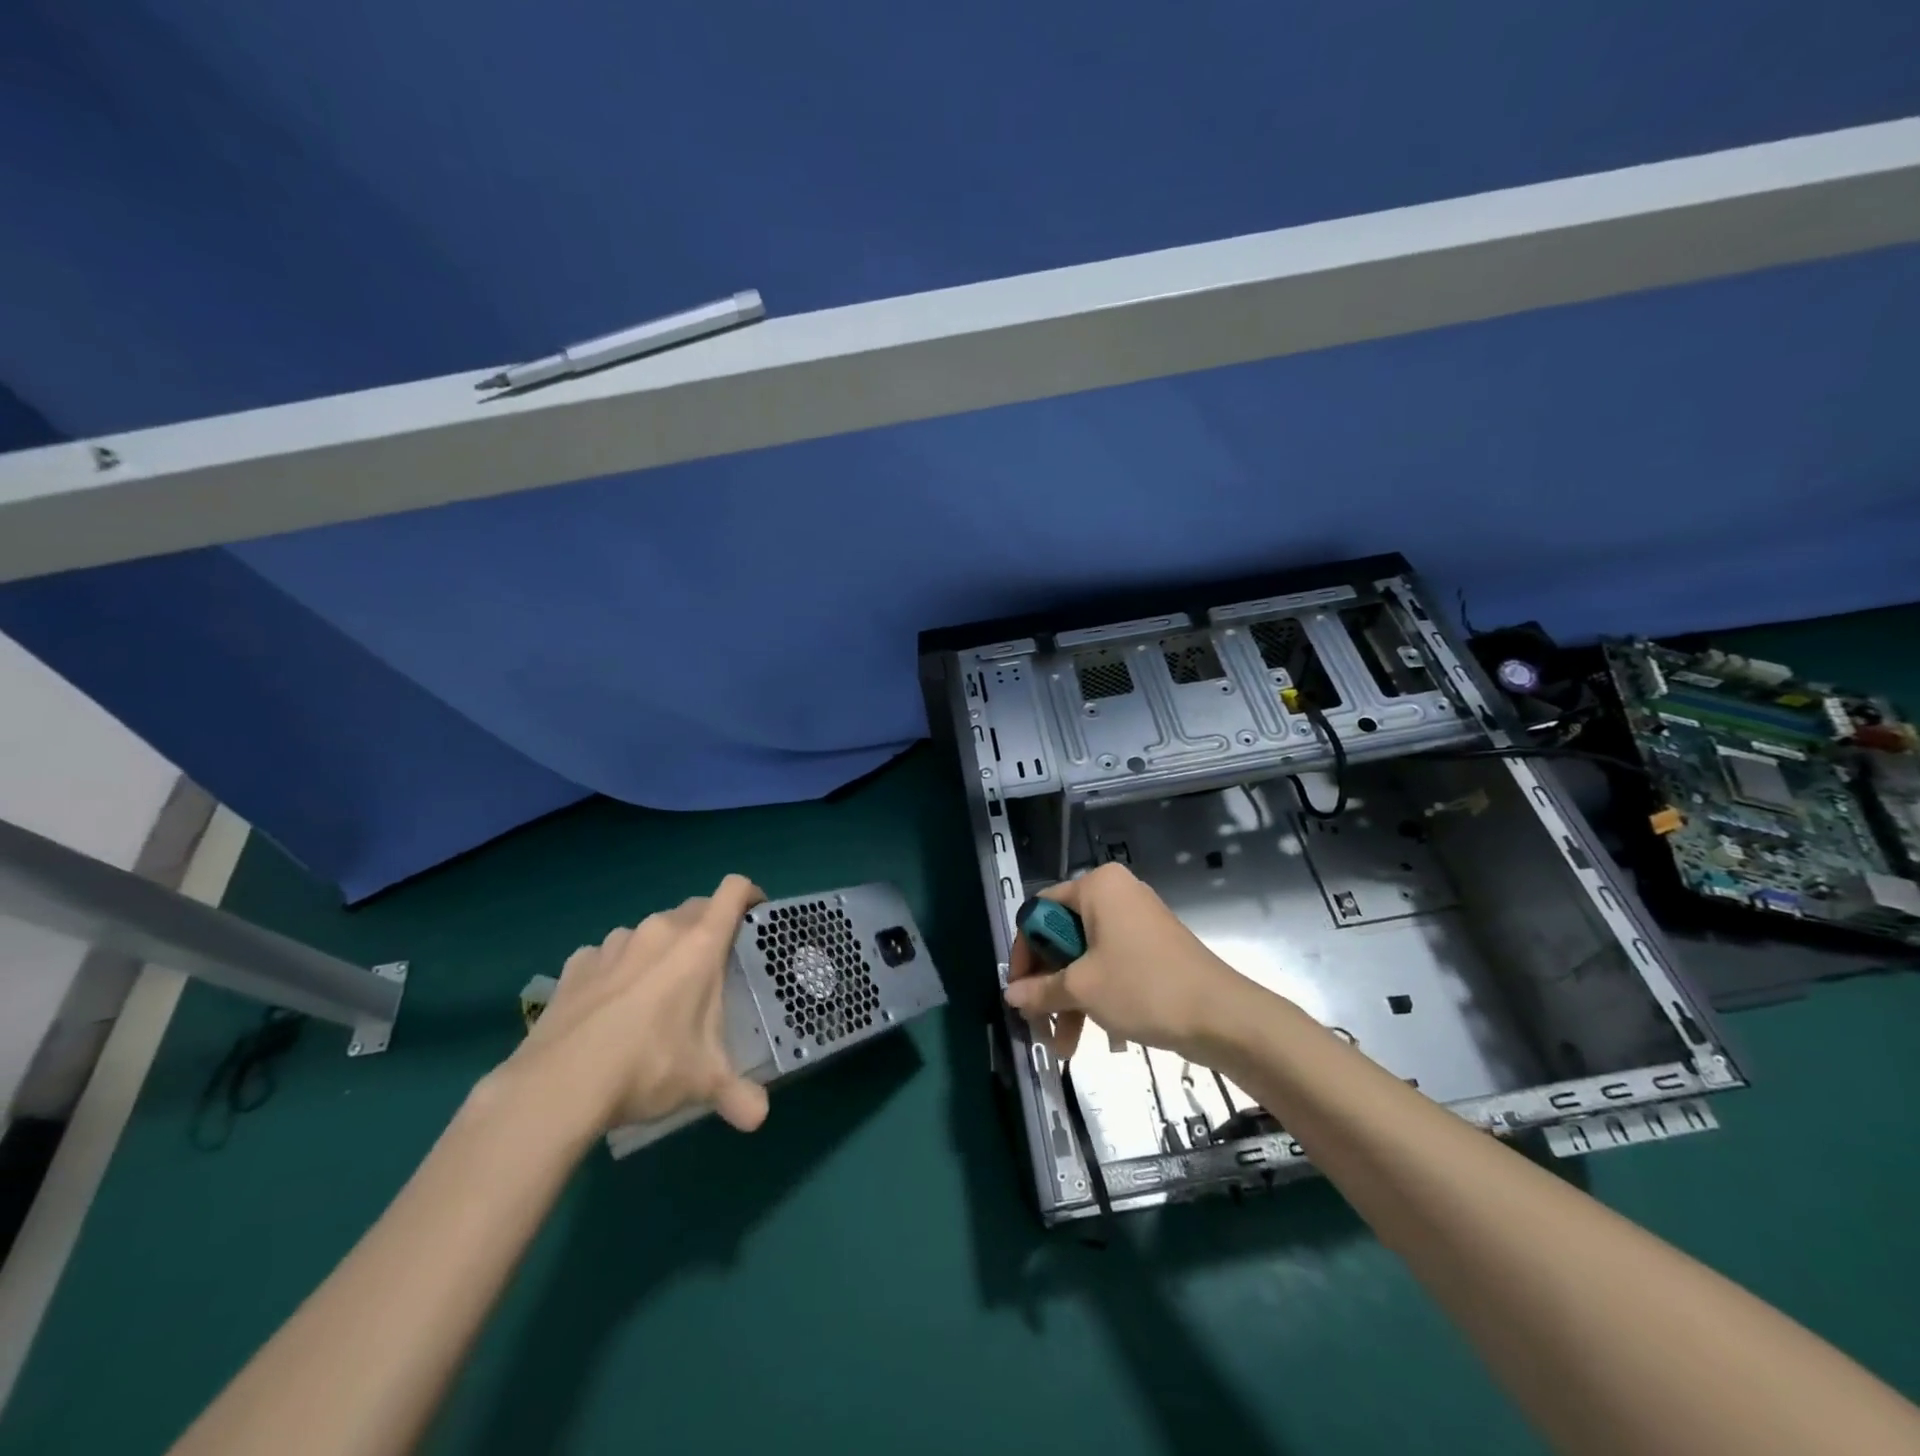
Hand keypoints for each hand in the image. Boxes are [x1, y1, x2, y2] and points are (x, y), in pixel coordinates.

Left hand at [498, 874, 770, 1137]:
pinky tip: (610, 1004)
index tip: (757, 915)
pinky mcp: (576, 964)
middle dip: (708, 929)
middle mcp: (659, 931)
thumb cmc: (648, 1066)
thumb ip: (737, 1094)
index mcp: (699, 944)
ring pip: (649, 932)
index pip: (733, 890)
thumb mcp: (703, 1082)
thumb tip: (759, 1117)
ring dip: (661, 950)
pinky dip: (616, 969)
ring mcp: (613, 944)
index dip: (749, 894)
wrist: (558, 1086)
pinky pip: (606, 955)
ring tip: (657, 990)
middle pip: (694, 908)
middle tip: (711, 968)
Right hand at [1003, 862, 1250, 1061]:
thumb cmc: (1143, 987)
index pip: (1040, 910)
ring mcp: (1137, 920)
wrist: (1221, 1015)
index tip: (1019, 990)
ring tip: (1062, 1048)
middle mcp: (1116, 894)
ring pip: (1086, 956)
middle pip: (1062, 936)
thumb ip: (1040, 990)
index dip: (1024, 952)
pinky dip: (1097, 995)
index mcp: (1097, 887)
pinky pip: (1111, 964)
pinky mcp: (1152, 946)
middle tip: (1039, 1024)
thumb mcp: (1082, 989)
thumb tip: (1010, 995)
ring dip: (1070, 999)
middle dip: (1049, 985)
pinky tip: (1091, 1037)